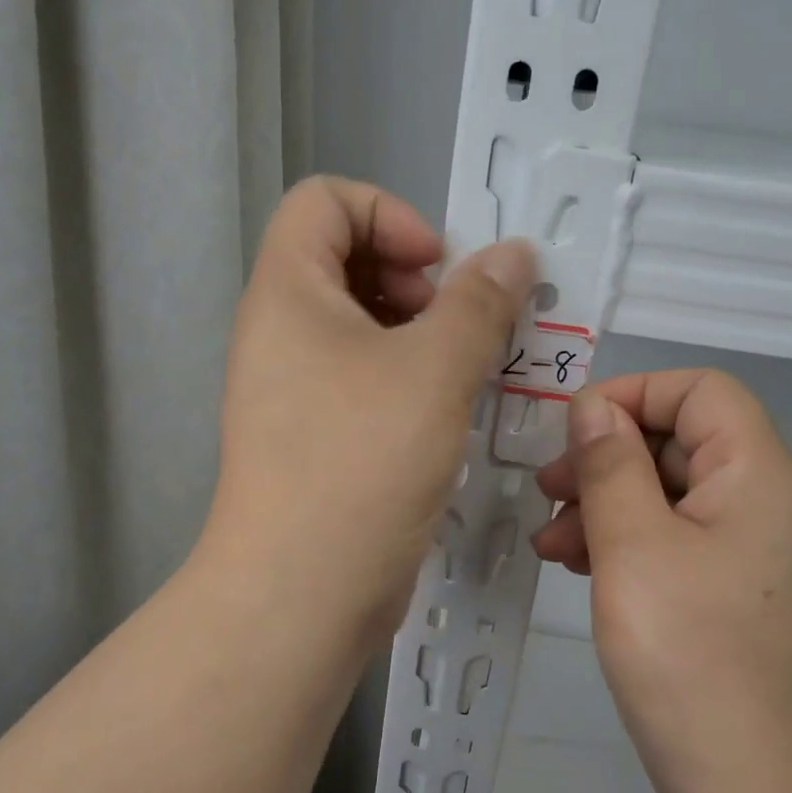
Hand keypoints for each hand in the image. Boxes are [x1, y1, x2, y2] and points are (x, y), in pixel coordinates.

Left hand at [203, 176, 534, 652]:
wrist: (301, 591)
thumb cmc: (362, 462)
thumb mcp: (434, 370)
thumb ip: (479, 302)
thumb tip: (513, 254)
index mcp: (287, 293)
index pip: (325, 201)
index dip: (390, 215)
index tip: (439, 272)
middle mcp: (279, 332)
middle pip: (342, 261)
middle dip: (413, 279)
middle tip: (457, 327)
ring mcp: (290, 389)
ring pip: (359, 327)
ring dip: (420, 335)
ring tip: (465, 373)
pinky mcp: (311, 437)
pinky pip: (360, 380)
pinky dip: (405, 380)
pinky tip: (445, 416)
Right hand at [531, 370, 791, 792]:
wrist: (755, 789)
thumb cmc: (689, 657)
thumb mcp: (633, 548)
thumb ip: (611, 465)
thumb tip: (595, 406)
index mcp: (761, 476)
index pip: (702, 391)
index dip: (633, 395)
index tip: (572, 434)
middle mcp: (772, 504)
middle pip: (683, 442)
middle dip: (608, 458)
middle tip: (548, 493)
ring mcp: (759, 554)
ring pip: (674, 495)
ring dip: (609, 505)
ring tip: (552, 544)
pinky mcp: (741, 595)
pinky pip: (681, 542)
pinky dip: (630, 543)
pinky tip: (584, 569)